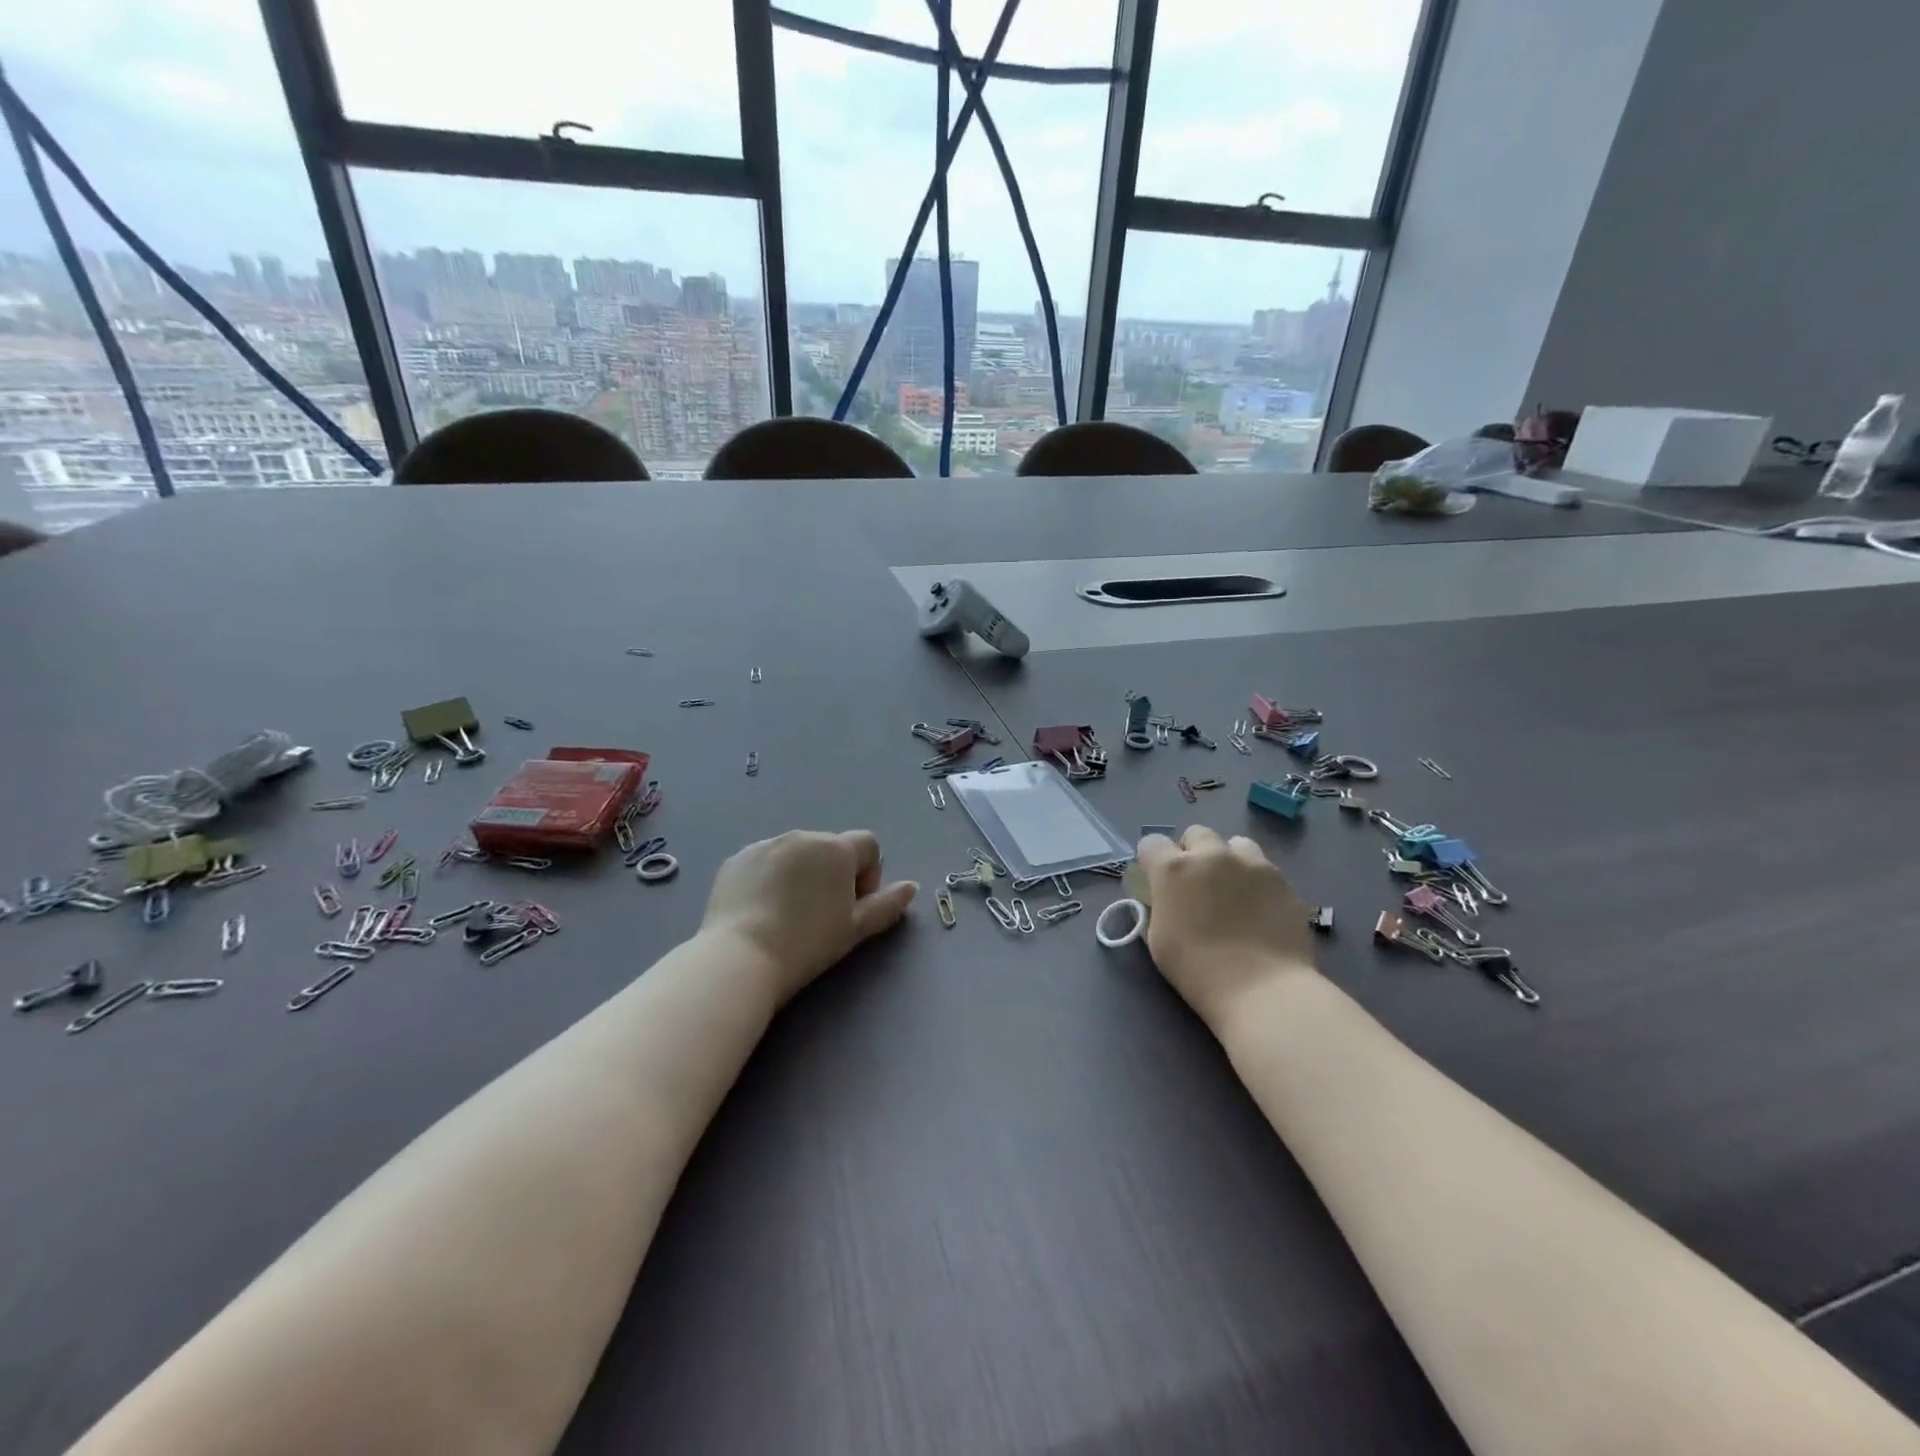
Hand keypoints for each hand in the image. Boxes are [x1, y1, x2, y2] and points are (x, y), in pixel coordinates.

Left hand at [701, 830, 917, 1003]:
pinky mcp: (737, 859)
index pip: (868, 845)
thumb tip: (911, 887)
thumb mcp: (855, 930)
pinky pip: (764, 862)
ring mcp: (765, 845)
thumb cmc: (807, 944)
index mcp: (836, 849)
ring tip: (787, 915)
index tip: (852, 906)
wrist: (740, 958)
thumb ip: (886, 905)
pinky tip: (760, 911)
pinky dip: (769, 878)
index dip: (868, 875)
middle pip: (830, 848)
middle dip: (833, 874)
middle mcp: (802, 836)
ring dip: (801, 874)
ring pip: (796, 854)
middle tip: (821, 915)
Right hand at [1138, 826, 1317, 1029]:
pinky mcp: (1282, 880)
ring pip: (1235, 844)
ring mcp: (1252, 863)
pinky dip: (1256, 880)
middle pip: (1196, 834)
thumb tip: (1162, 900)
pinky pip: (1263, 867)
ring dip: (1228, 859)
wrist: (1263, 990)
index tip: (1156, 882)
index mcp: (1173, 869)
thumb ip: (1157, 908)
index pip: (1151, 843)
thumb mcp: (1158, 940)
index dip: (1151, 861)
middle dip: (1192, 853)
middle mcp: (1212, 855)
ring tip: (1233, 889)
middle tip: (1196, 884)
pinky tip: (1260, 908)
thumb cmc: (1198, 970)